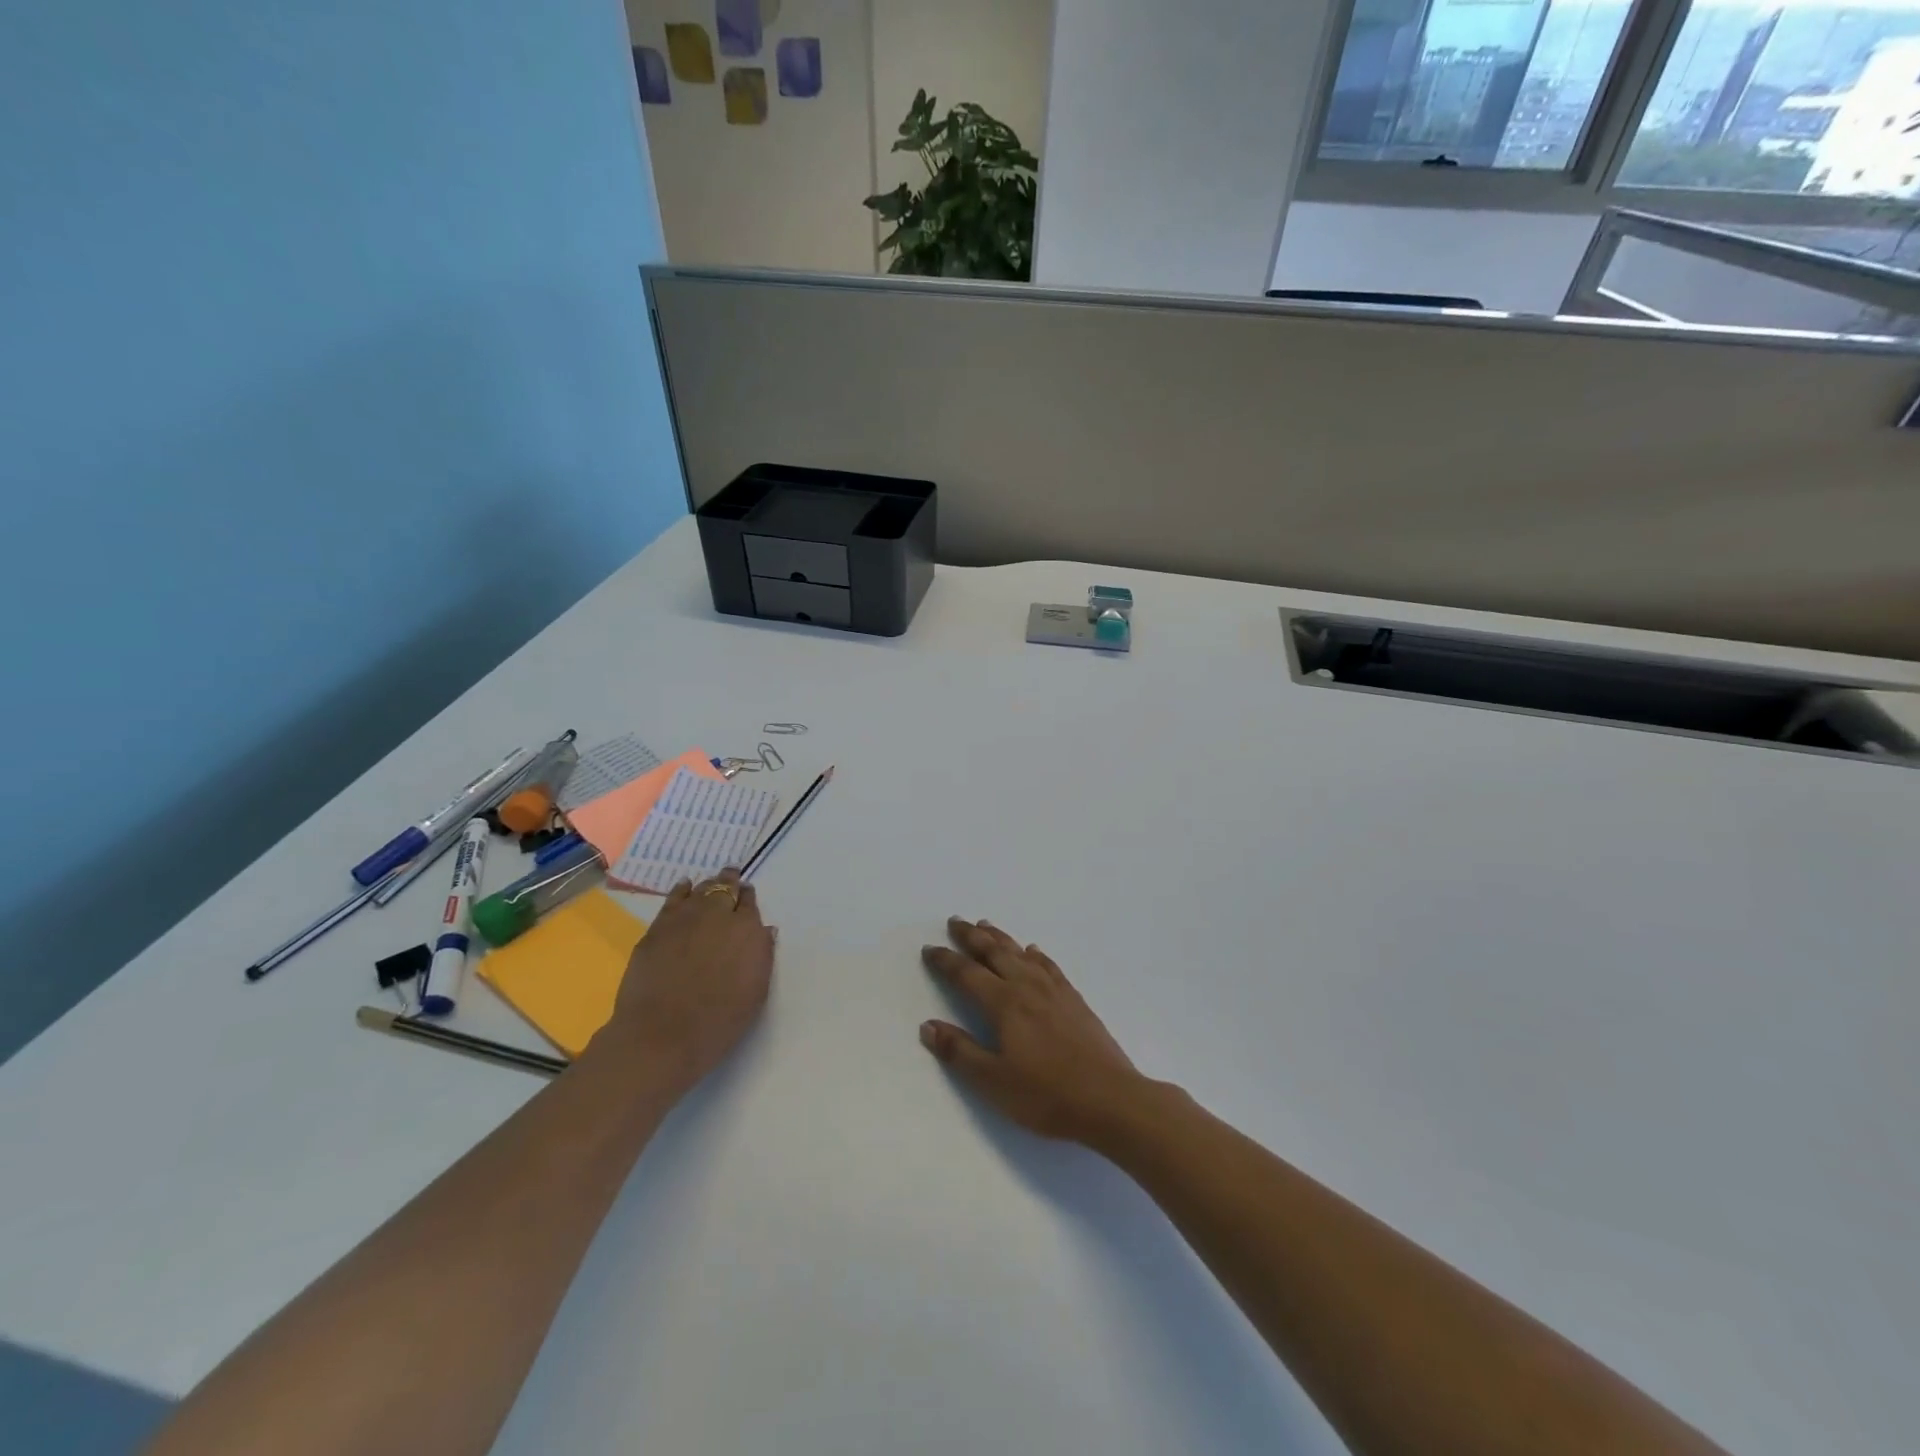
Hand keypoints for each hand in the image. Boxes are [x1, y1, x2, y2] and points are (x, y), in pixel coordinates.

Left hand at [608, 869, 773, 1097]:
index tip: (747, 896)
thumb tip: (763, 931)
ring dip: (708, 885)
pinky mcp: (657, 928)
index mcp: (747, 930)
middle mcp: (718, 915)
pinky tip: (684, 887)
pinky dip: (681, 891)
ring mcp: (684, 919)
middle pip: (725, 889)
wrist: (663, 1035)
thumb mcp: (756, 991)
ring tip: (710, 883)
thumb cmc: (719, 1021)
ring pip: (700, 890)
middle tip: (731, 878)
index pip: (749, 903)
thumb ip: (761, 954)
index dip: (747, 898)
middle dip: (729, 883)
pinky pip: (673, 899)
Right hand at [920, 918, 1144, 1143]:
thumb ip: (960, 1052)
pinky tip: (1033, 951)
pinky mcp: (1075, 999)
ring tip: (985, 925)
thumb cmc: (1047, 1095)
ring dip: (1000, 937)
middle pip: (994, 952)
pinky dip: (1035, 954)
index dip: (946, 961)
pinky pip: (1049, 965)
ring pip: (1021, 952)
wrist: (1111, 1099)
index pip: (967, 974)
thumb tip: (928, 1026)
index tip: (929, 949)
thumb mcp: (993, 1082)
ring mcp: (1054, 990)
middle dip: (971, 936)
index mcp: (1004, 1003)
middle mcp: (1027, 986)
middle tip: (955, 921)